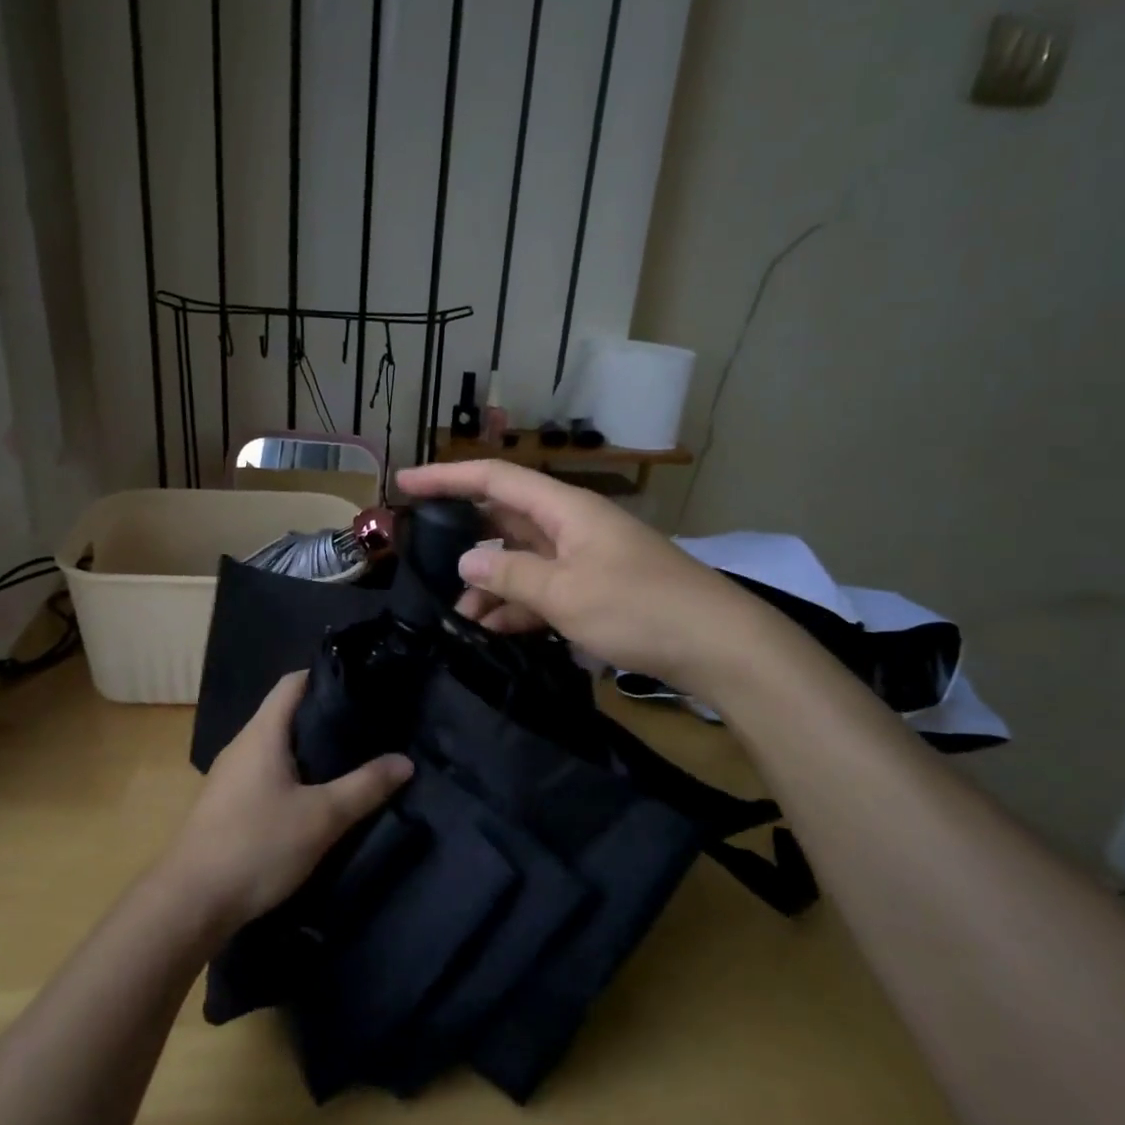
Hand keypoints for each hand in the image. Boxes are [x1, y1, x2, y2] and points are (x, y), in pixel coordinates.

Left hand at [162, 672, 412, 935]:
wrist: (190, 903)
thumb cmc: (257, 846)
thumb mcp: (322, 818)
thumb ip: (365, 787)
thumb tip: (405, 761)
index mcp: (262, 733)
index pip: (293, 682)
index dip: (325, 677)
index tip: (362, 686)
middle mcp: (243, 745)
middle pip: (286, 714)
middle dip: (325, 716)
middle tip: (368, 726)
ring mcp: (231, 775)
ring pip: (277, 747)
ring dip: (309, 749)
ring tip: (350, 759)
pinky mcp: (227, 804)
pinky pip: (266, 773)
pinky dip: (293, 774)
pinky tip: (315, 797)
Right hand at [396, 460, 751, 681]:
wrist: (720, 646)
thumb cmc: (640, 608)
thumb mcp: (565, 593)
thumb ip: (510, 575)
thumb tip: (466, 563)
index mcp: (564, 508)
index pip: (494, 479)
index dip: (446, 478)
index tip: (404, 484)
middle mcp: (570, 525)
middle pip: (504, 518)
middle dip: (463, 537)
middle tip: (420, 554)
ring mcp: (584, 558)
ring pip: (520, 560)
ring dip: (489, 584)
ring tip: (458, 616)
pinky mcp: (595, 590)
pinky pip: (542, 589)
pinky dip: (517, 606)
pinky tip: (493, 630)